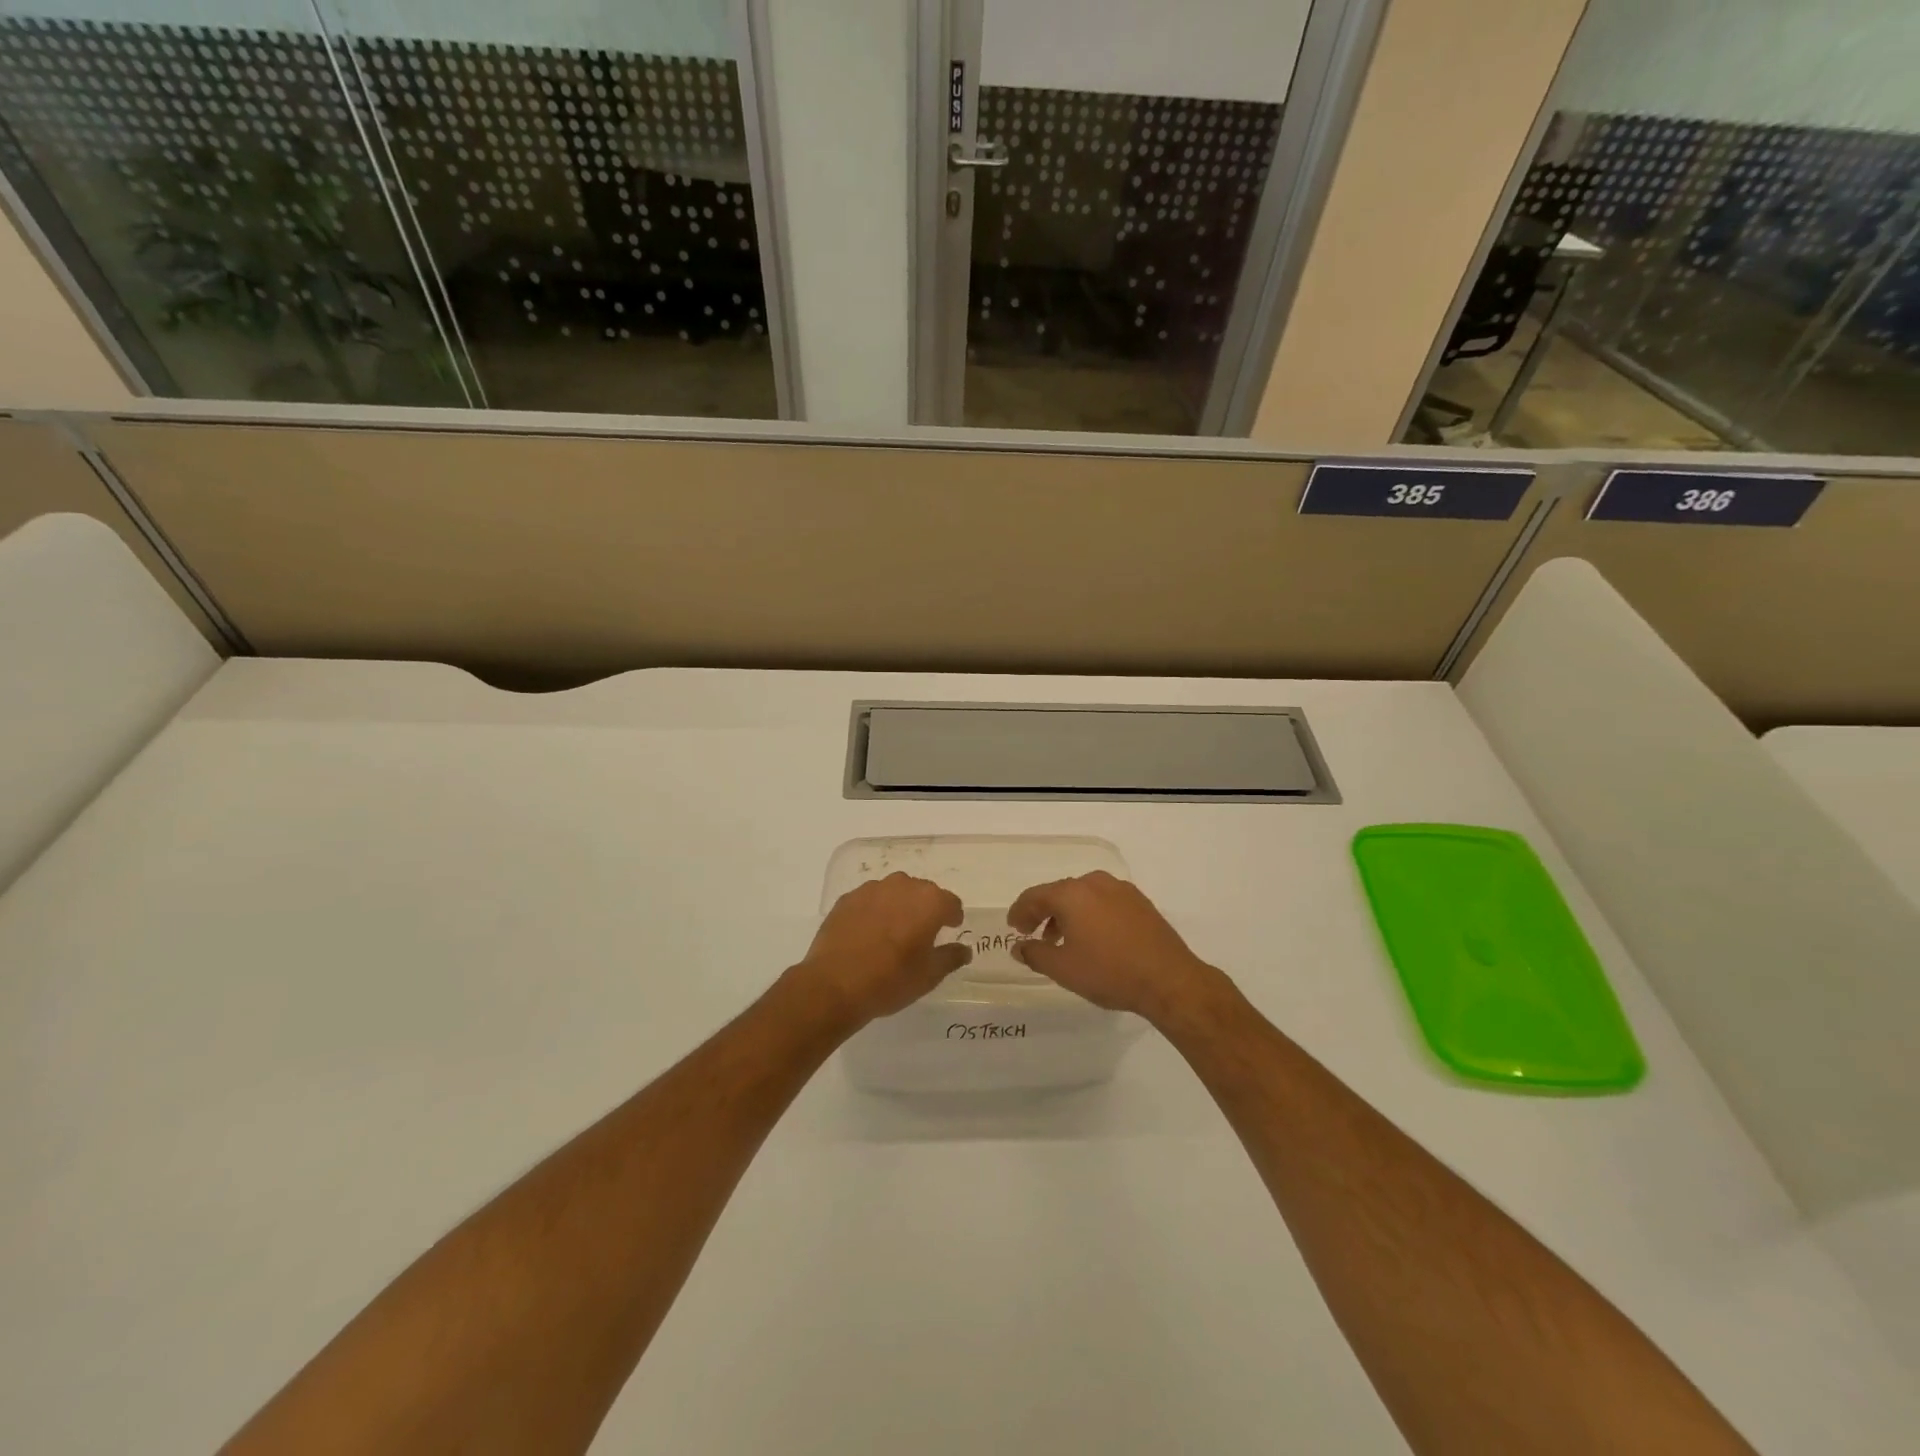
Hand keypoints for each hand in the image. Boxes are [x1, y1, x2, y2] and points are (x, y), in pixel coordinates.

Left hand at [789, 873, 969, 1030]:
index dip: (952, 916)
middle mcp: (902, 886)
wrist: (834, 984)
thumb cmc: (890, 980)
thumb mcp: (929, 976)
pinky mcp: (847, 898)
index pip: (951, 902)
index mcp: (929, 902)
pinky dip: (874, 911)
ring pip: (894, 892)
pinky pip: (870, 900)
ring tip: (893, 931)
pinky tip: (868, 933)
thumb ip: (950, 957)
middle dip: (926, 909)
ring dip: (899, 906)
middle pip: (923, 892)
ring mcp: (872, 889)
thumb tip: (964, 950)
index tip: (950, 929)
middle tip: (922, 933)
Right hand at [1009, 871, 1224, 1025]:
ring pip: (1084, 897)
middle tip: (1034, 935)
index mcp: (1072, 893)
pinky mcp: (1140, 902)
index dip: (1020, 911)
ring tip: (1062, 941)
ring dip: (1068, 915)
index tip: (1013, 928)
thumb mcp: (1063, 968)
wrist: (1169, 980)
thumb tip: (1019, 947)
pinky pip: (1104, 902)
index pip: (1035, 896)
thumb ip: (1035, 954)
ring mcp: (1121, 890)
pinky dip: (1091, 915)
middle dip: (1044, 913)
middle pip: (1060, 893)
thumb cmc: (1109, 972)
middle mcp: (1095, 883)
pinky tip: (1093, 939)